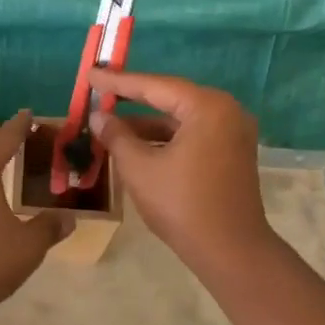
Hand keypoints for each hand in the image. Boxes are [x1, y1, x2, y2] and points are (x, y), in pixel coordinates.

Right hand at [87, 71, 276, 275]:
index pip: (154, 86)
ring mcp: (233, 133)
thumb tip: (99, 116)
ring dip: (147, 123)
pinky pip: (193, 135)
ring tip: (110, 126)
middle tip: (99, 92)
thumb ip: (116, 137)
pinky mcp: (232, 153)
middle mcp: (226, 111)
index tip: (91, 73)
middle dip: (133, 100)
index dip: (118, 81)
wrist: (231, 251)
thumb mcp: (139, 168)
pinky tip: (138, 146)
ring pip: (181, 119)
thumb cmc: (182, 205)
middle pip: (171, 98)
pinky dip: (165, 138)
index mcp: (207, 107)